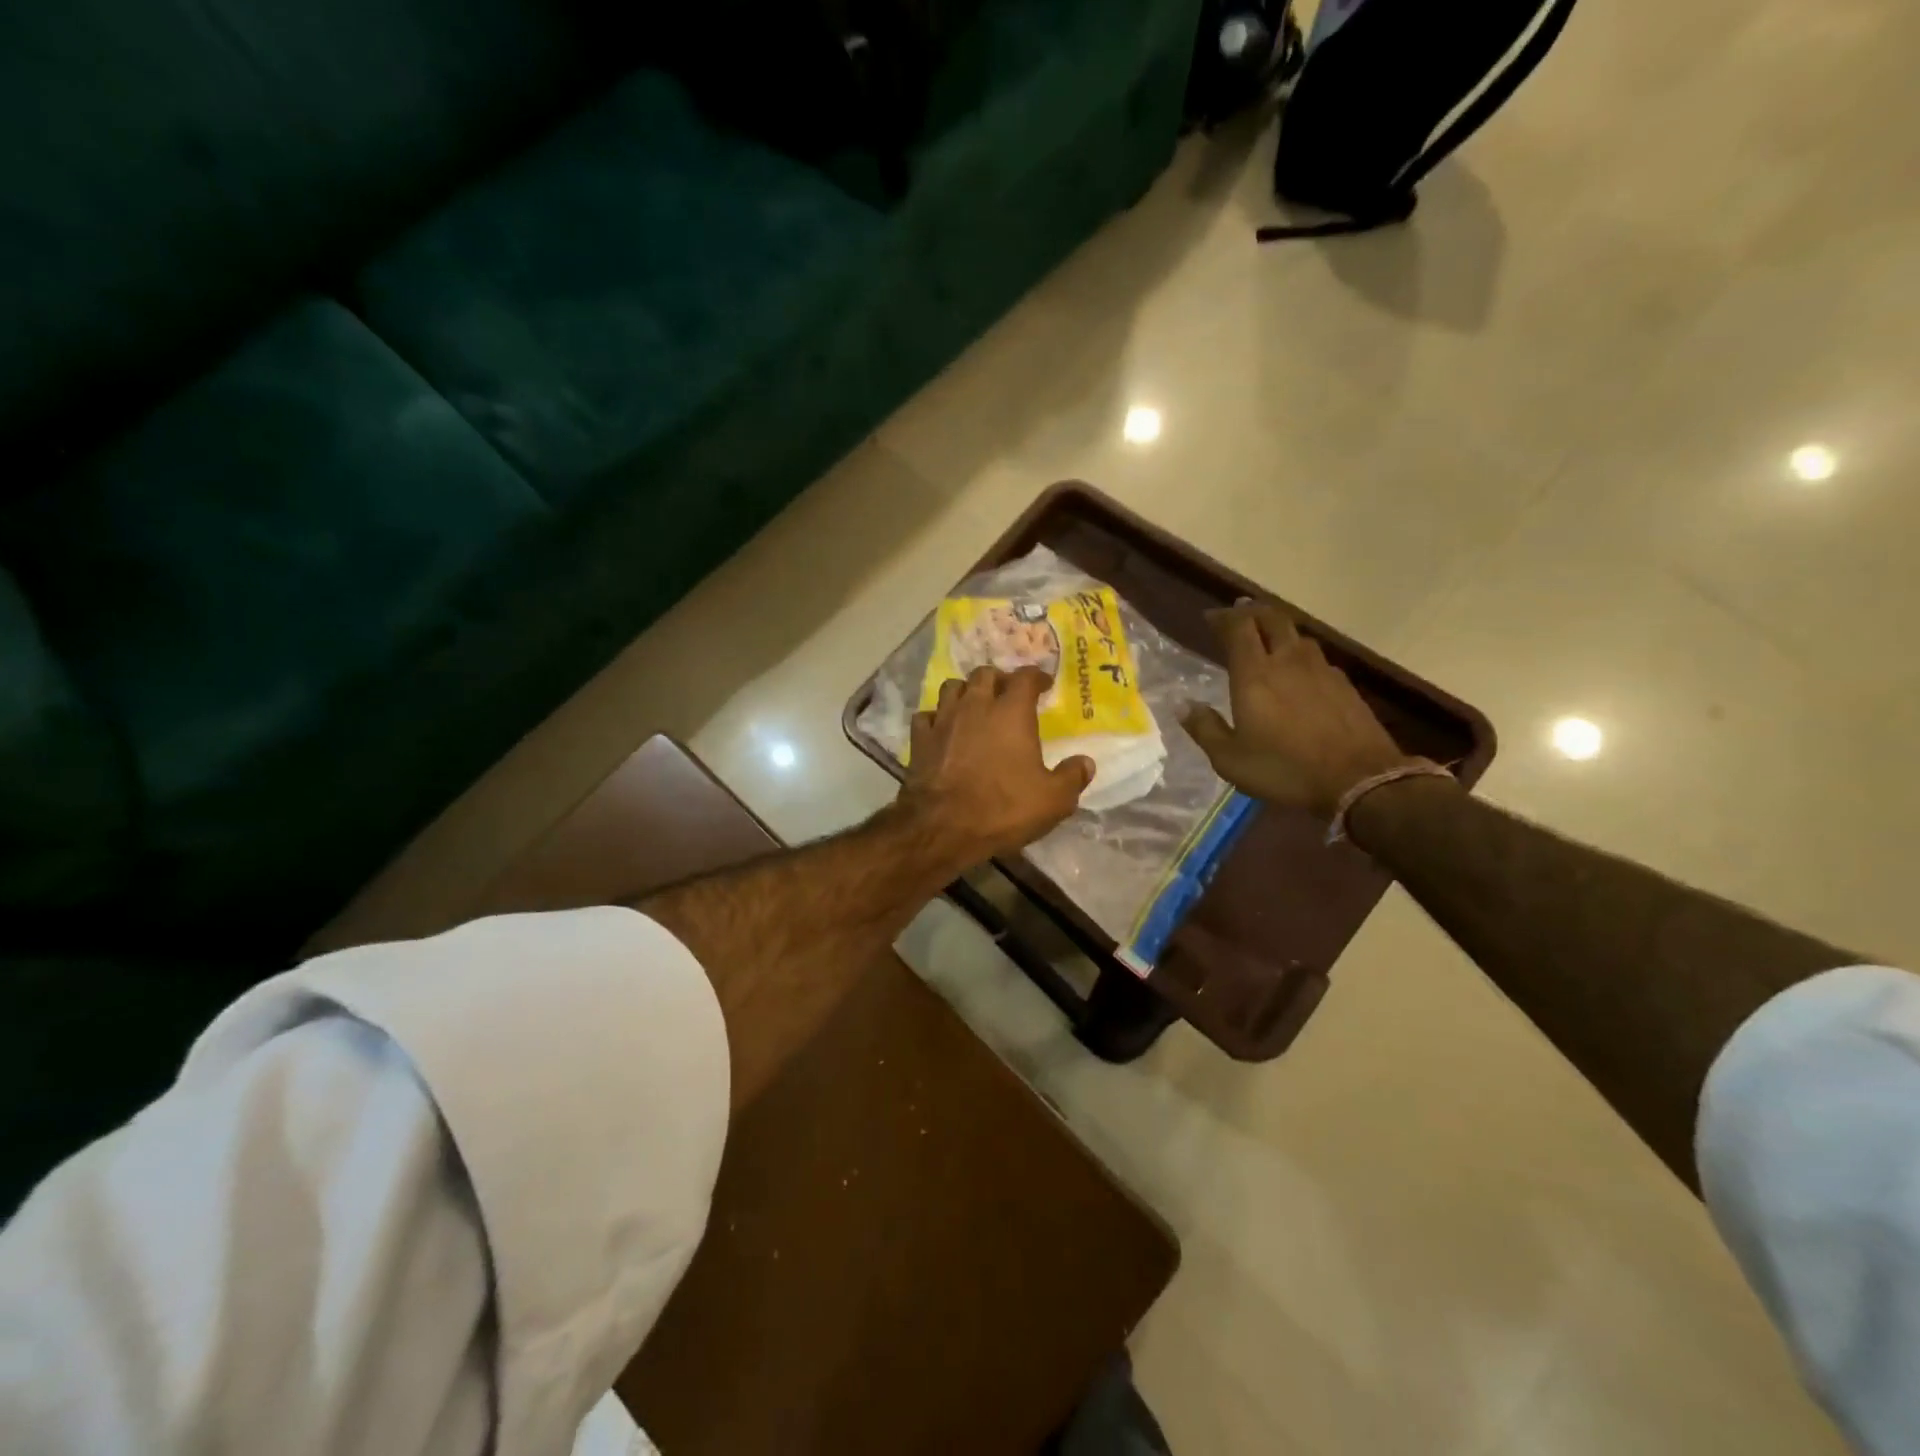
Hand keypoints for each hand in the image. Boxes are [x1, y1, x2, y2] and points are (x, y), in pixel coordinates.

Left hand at [901, 666, 1093, 865]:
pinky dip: (936, 718)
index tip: (1043, 684)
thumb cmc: (1002, 808)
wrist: (942, 827)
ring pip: (952, 687)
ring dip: (966, 691)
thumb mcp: (1052, 800)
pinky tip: (942, 730)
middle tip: (1008, 694)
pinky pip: (926, 716)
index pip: (1025, 677)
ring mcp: (943, 720)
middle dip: (999, 680)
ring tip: (974, 705)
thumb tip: (1086, 762)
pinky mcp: (919, 739)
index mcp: (1011, 712)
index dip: (1036, 677)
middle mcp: (975, 706)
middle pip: (985, 674)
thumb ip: (1072, 777)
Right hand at [1183, 600, 1417, 818]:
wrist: (1359, 780)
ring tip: (1268, 638)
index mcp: (1255, 675)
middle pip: (1272, 619)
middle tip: (1239, 613)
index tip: (1211, 618)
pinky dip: (1301, 655)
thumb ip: (1205, 728)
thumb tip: (1182, 705)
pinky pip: (1317, 658)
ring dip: (1279, 630)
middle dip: (1253, 611)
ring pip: (1298, 636)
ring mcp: (1321, 670)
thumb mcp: (1230, 759)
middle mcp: (1288, 661)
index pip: (1239, 628)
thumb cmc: (1285, 769)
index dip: (1223, 618)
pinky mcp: (1345, 685)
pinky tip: (1300, 671)